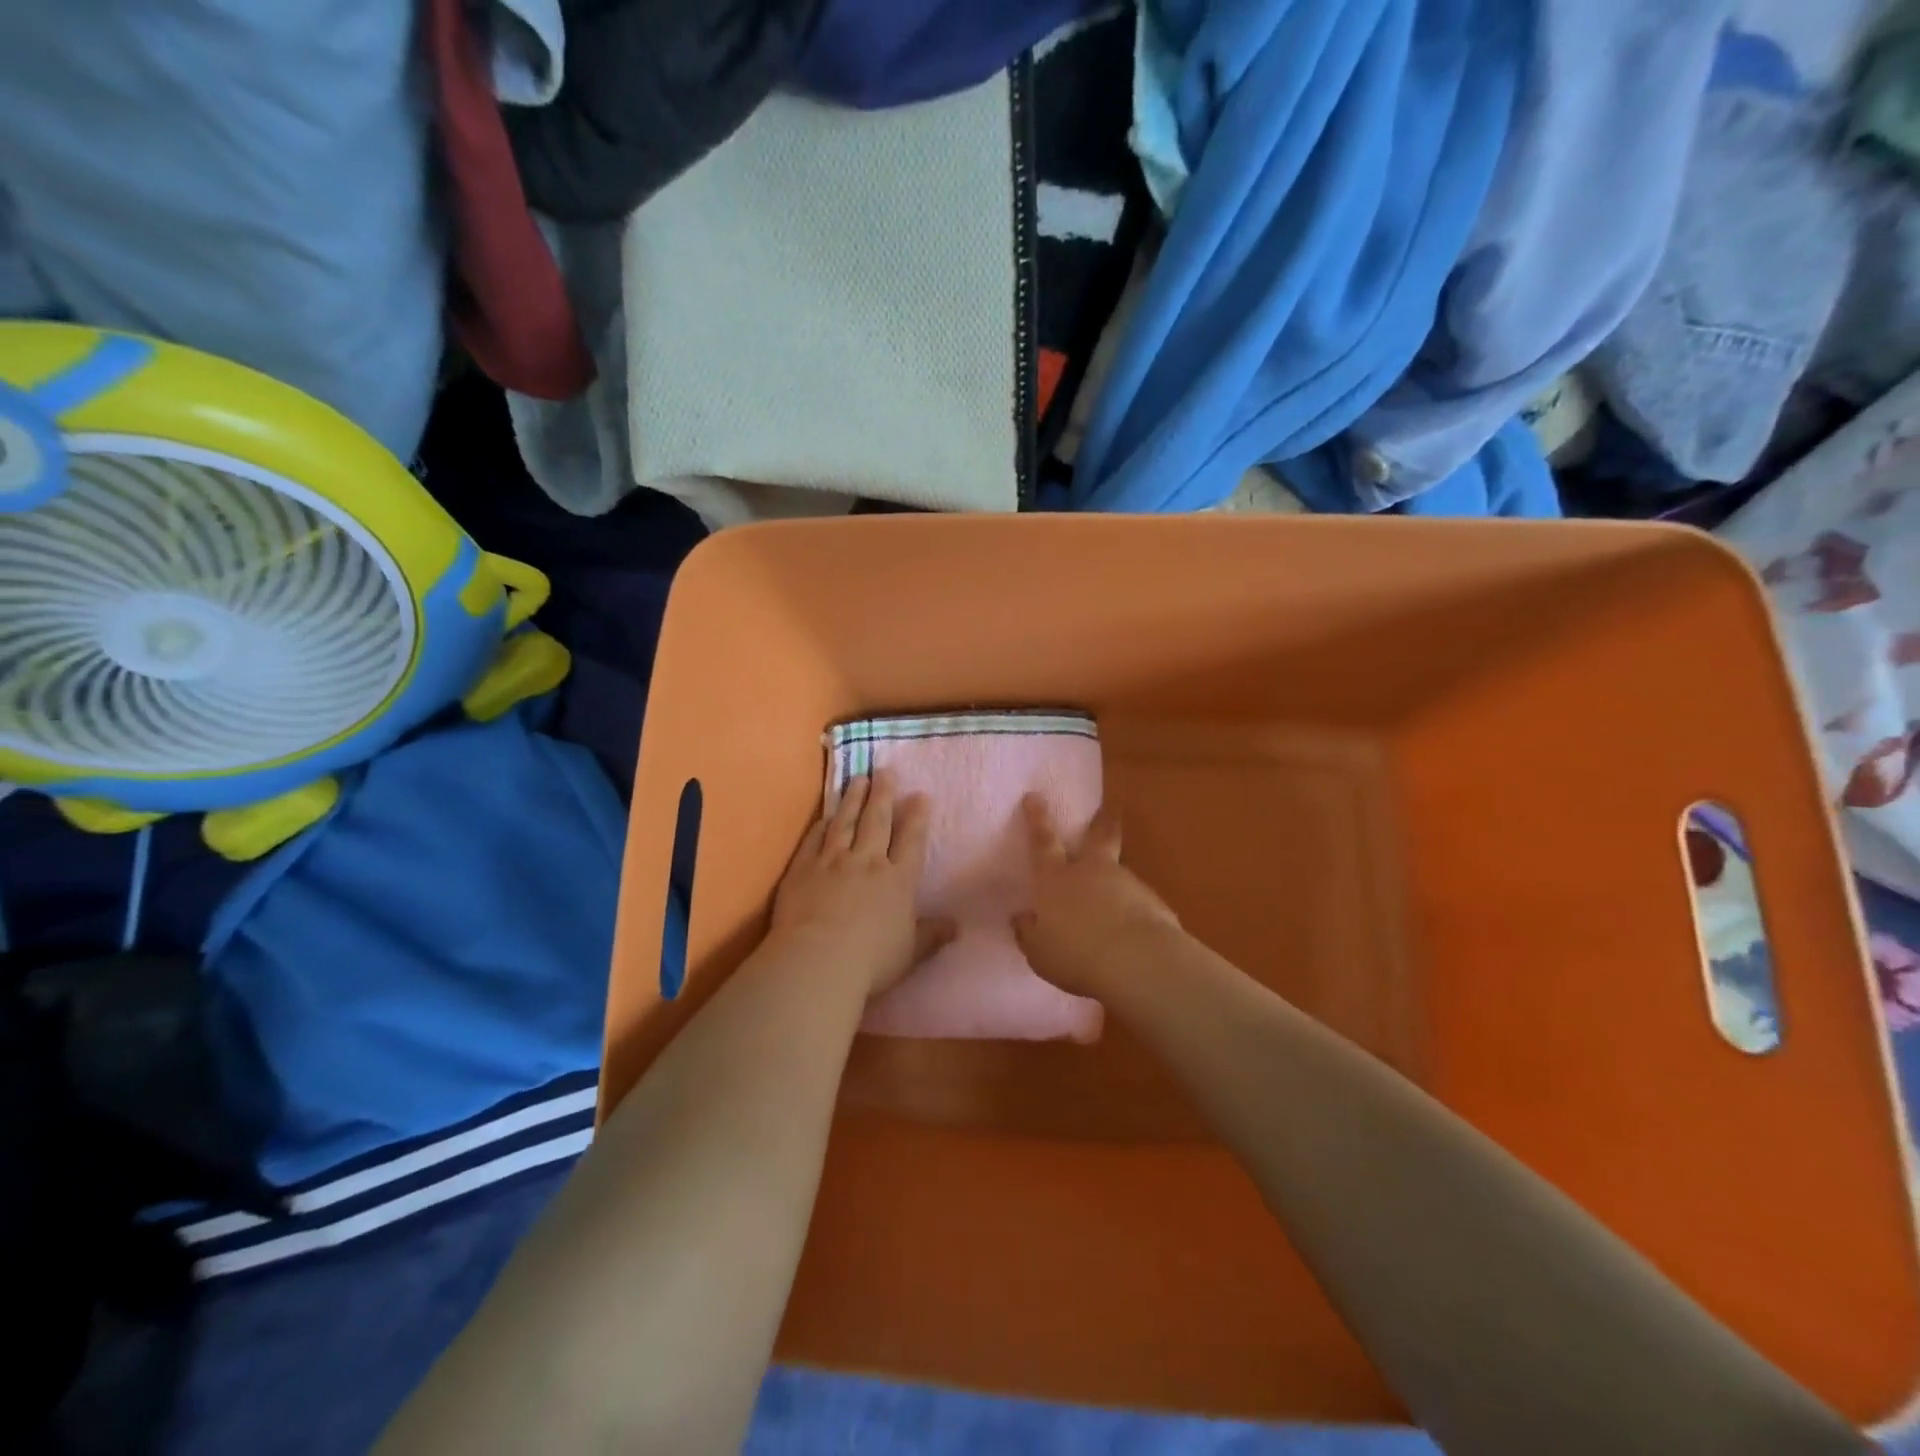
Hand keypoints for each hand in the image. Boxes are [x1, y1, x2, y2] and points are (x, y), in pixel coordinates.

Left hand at [772, 774, 955, 997]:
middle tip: (885, 770)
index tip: (920, 795)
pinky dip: (821, 825)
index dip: (917, 817)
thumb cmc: (871, 960)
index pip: (911, 840)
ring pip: (845, 822)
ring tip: (858, 779)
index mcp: (898, 880)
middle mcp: (867, 862)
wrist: (818, 960)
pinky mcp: (803, 869)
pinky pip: (814, 840)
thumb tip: (957, 926)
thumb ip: (932, 935)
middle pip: (877, 821)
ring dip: (853, 799)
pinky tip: (825, 816)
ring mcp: (832, 862)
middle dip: (884, 794)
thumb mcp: (911, 952)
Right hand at [1013, 795, 1181, 998]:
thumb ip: (1029, 933)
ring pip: (1119, 870)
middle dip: (1100, 822)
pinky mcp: (1153, 901)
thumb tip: (1021, 919)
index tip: (1035, 796)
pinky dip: (1133, 909)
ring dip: (1116, 880)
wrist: (1137, 961)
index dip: (1037, 818)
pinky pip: (1138, 900)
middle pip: (1097, 837)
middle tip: (1108, 810)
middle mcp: (1090, 871)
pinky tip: (1131, 931)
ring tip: (1114, 905)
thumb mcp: (1039, 952)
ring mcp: (1125, 882)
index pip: (1043, 842)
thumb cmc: (1075, 955)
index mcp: (1055, 880)